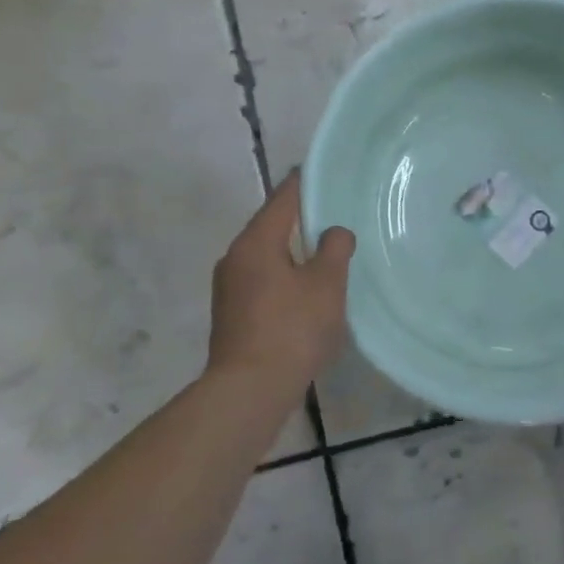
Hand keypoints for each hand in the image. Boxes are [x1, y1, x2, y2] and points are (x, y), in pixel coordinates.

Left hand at [208, 171, 354, 397]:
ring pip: (267, 257)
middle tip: (333, 216)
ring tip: (324, 254)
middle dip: (300, 220)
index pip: (283, 199)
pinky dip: (284, 277)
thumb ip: (335, 249)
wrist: (249, 390)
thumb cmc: (292, 329)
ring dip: (293, 253)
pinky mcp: (232, 315)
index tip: (322, 172)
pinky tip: (305, 292)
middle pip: (271, 227)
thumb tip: (334, 232)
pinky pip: (263, 281)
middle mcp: (235, 258)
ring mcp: (229, 288)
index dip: (304, 183)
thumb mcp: (326, 284)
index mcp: (256, 242)